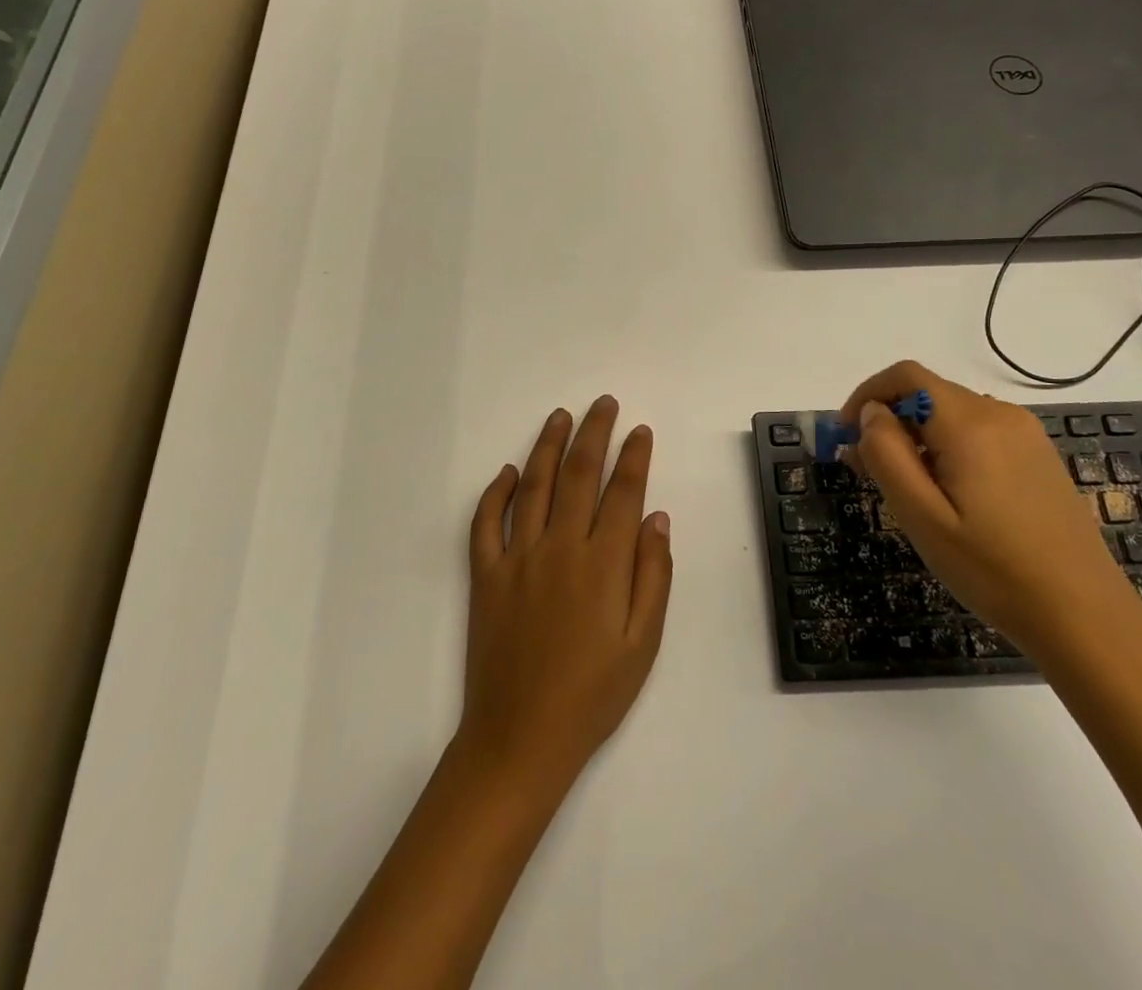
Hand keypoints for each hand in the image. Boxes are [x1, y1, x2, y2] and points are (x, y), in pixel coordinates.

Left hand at [456, 397, 672, 793]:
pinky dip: (494, 492)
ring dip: (547, 446)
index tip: (640, 431)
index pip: (622, 492)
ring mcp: (517, 557)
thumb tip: (656, 517)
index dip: (633, 457)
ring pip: (533, 486)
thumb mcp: (643, 644)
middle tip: (604, 404)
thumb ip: (653, 575)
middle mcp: (559, 547)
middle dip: (594, 433)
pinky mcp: (485, 575)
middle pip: (578, 474)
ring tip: (560, 416)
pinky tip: (506, 471)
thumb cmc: (593, 695)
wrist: (521, 738)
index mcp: (603, 563)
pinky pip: (485, 523)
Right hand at [840, 361, 1141, 661]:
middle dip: (888, 420)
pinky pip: (978, 431)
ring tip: (905, 487)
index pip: (906, 377)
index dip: (867, 394)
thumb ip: (886, 454)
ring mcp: (1025, 434)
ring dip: (917, 434)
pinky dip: (947, 445)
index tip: (845, 433)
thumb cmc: (992, 570)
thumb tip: (871, 413)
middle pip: (928, 393)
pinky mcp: (1038, 456)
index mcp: (969, 424)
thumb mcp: (921, 517)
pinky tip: (947, 493)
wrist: (1085, 616)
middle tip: (867, 471)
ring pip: (951, 413)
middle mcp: (999, 415)